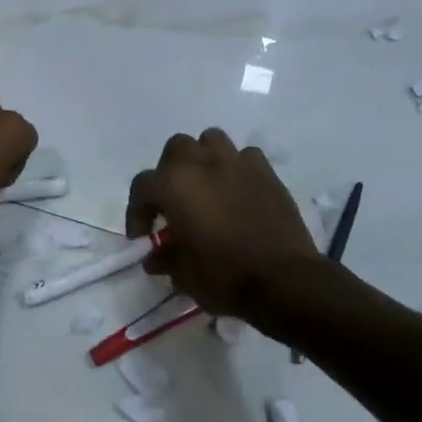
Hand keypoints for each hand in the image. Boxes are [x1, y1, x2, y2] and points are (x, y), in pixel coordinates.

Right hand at [126, 129, 321, 319]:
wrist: (284, 281)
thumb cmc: (225, 277)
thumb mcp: (184, 275)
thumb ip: (165, 258)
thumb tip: (156, 256)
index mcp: (174, 185)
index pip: (142, 186)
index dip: (137, 212)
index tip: (143, 237)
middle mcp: (202, 163)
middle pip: (175, 150)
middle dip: (169, 173)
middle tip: (174, 203)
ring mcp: (237, 163)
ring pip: (210, 141)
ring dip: (202, 159)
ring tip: (205, 186)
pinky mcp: (266, 172)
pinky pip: (245, 157)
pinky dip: (237, 168)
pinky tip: (239, 191)